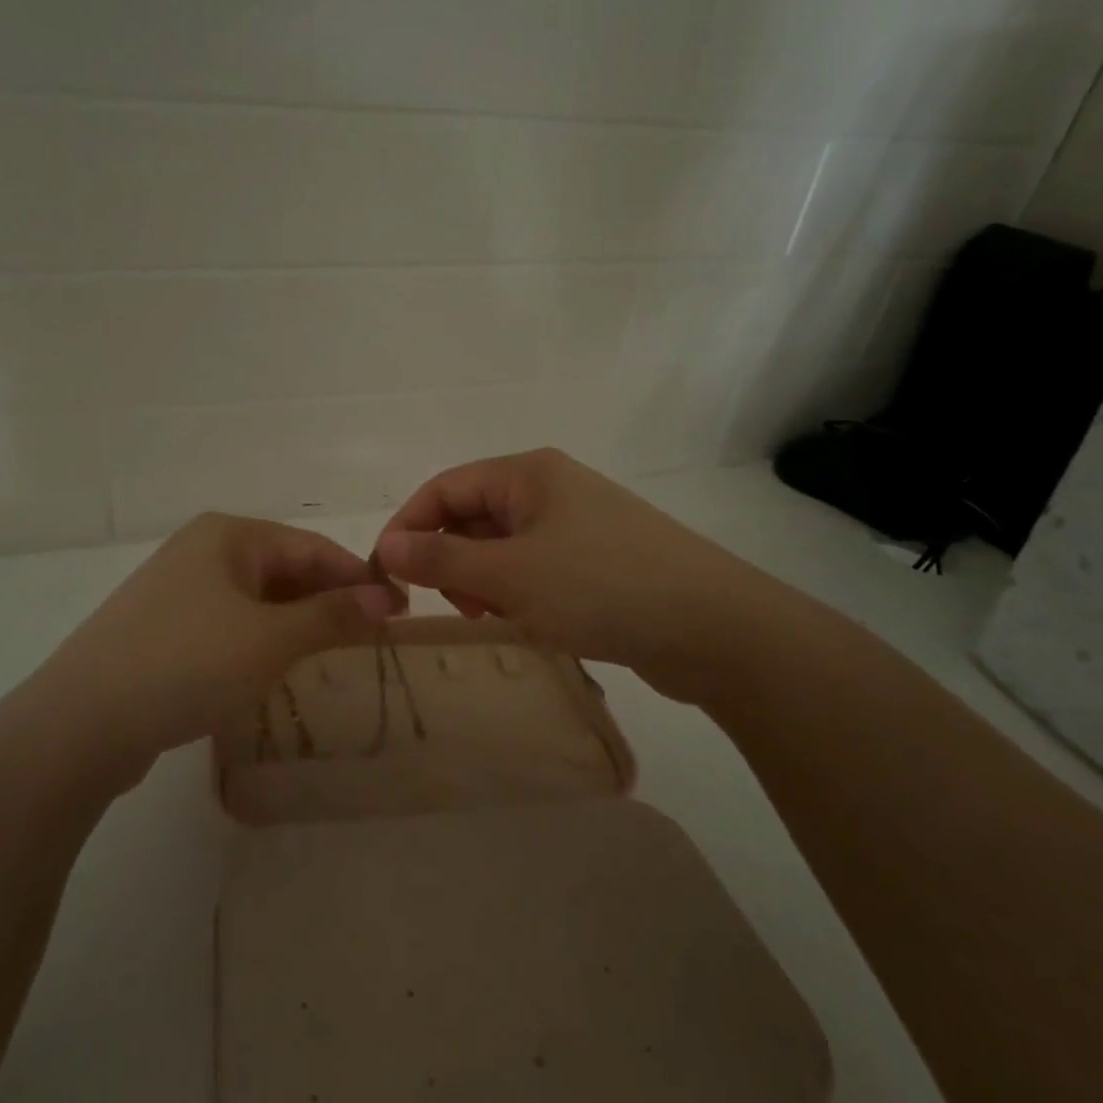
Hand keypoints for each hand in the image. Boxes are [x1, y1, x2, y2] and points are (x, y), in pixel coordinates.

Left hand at [28, 513, 404, 776]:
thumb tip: (387, 598)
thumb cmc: (188, 663)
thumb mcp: (271, 639)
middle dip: (329, 601)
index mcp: (229, 536)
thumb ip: (332, 614)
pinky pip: (230, 625)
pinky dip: (262, 640)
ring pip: (258, 600)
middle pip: (285, 570)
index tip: (401, 611)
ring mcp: (177, 591)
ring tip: (335, 653)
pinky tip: (276, 667)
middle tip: (373, 638)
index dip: (360, 578)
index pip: (313, 548)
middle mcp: (202, 551)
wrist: (81, 723)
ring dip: (298, 623)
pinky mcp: (163, 630)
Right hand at [373, 449, 788, 703]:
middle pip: (474, 516)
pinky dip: (519, 593)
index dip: (410, 526)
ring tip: (497, 617)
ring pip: (504, 547)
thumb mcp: (510, 575)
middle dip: (452, 559)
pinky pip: (536, 569)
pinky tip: (530, 622)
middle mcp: (552, 489)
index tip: (388, 573)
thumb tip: (388, 548)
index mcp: (529, 474)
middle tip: (458, 605)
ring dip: (485, 581)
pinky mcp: (598, 562)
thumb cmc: (601, 587)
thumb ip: (443, 560)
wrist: (714, 628)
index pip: (446, 487)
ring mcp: (579, 526)